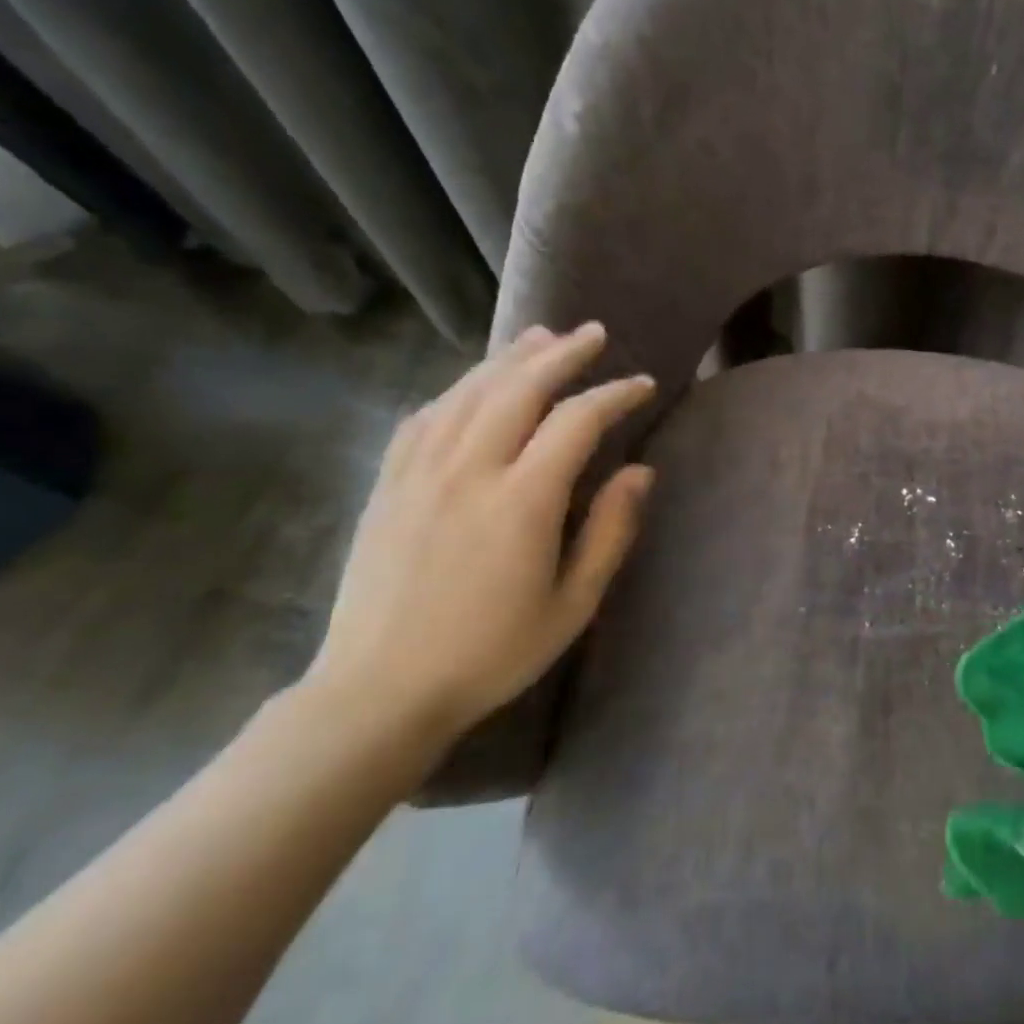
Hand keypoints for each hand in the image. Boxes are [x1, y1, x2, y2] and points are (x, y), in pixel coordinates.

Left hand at [306, 323, 655, 742]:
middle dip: (562, 354)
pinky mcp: (388, 485)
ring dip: (509, 359)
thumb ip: (610, 531)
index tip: (642, 385)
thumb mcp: (573, 603)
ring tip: (540, 336)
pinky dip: (456, 390)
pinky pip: (424, 418)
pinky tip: (472, 384)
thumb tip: (640, 471)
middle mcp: (469, 470)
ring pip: (468, 392)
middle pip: (519, 388)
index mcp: (522, 500)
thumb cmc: (492, 653)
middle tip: (593, 333)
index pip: (576, 421)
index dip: (614, 395)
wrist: (380, 690)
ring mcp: (419, 473)